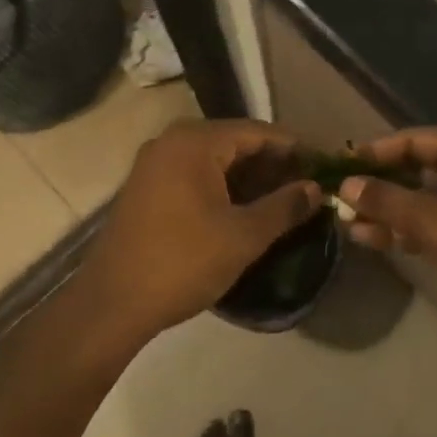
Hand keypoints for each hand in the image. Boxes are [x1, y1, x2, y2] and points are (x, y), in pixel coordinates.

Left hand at [73, 119, 322, 343]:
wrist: (112, 304)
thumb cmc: (183, 263)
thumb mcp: (243, 236)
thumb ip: (284, 207)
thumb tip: (316, 189)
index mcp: (195, 142)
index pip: (258, 132)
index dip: (295, 149)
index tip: (324, 166)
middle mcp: (172, 142)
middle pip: (236, 142)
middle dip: (274, 163)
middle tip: (308, 185)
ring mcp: (155, 164)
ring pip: (216, 160)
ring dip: (250, 177)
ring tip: (284, 200)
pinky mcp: (147, 188)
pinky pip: (196, 174)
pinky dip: (224, 186)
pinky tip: (246, 208)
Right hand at [339, 127, 436, 338]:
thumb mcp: (434, 224)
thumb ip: (387, 200)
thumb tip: (346, 184)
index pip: (419, 139)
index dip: (379, 151)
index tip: (343, 165)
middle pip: (423, 168)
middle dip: (383, 185)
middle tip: (343, 199)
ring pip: (429, 199)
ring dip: (392, 211)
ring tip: (350, 225)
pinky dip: (411, 229)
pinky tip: (377, 240)